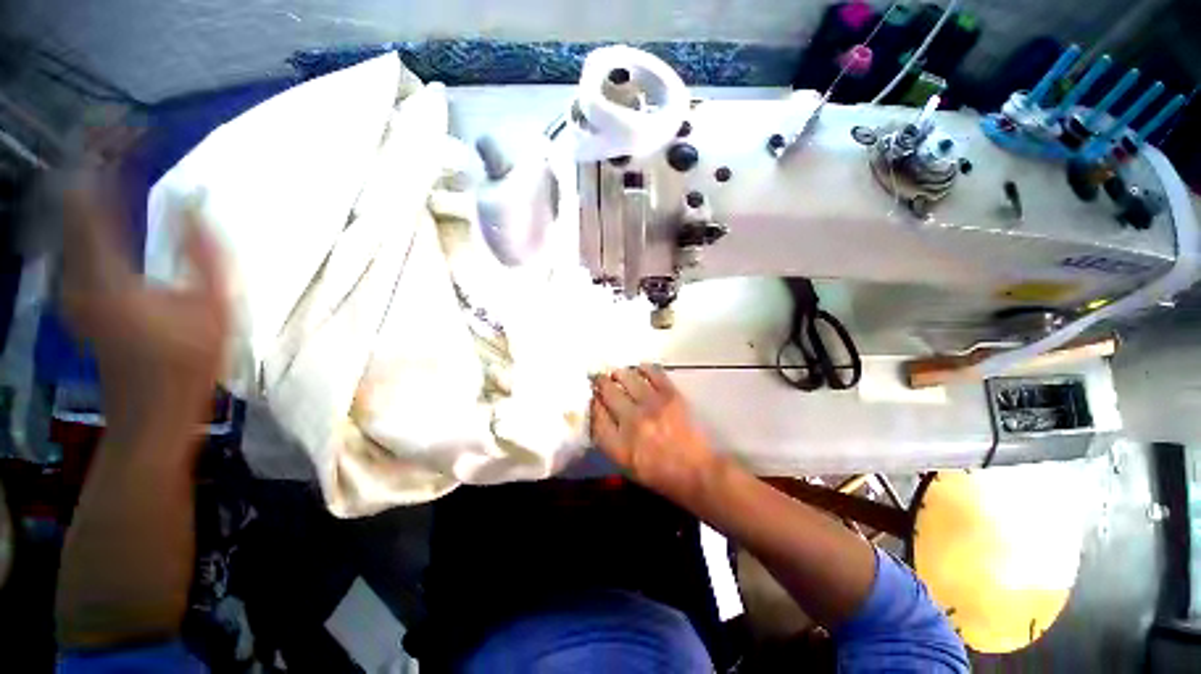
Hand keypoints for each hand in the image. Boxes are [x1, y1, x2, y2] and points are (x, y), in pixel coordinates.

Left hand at [58, 132, 228, 443]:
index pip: (87, 191)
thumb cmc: (189, 364)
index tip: (136, 129)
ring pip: (69, 210)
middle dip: (98, 157)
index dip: (107, 153)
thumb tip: (193, 198)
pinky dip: (93, 204)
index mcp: (104, 271)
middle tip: (132, 135)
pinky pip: (76, 231)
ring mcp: (70, 281)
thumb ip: (204, 250)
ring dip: (95, 178)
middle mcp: (74, 269)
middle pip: (71, 194)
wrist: (150, 412)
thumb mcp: (213, 307)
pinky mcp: (77, 289)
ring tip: (125, 155)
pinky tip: (115, 197)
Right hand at [591, 365, 718, 500]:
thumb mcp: (625, 465)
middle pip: (608, 392)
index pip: (596, 414)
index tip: (593, 396)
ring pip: (627, 378)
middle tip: (601, 379)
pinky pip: (652, 373)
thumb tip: (600, 410)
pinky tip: (640, 369)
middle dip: (601, 383)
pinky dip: (643, 368)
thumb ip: (608, 439)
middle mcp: (631, 422)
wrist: (697, 471)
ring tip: (618, 374)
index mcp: (618, 445)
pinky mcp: (670, 396)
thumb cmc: (659, 474)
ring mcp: (652, 406)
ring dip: (619, 374)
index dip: (593, 402)